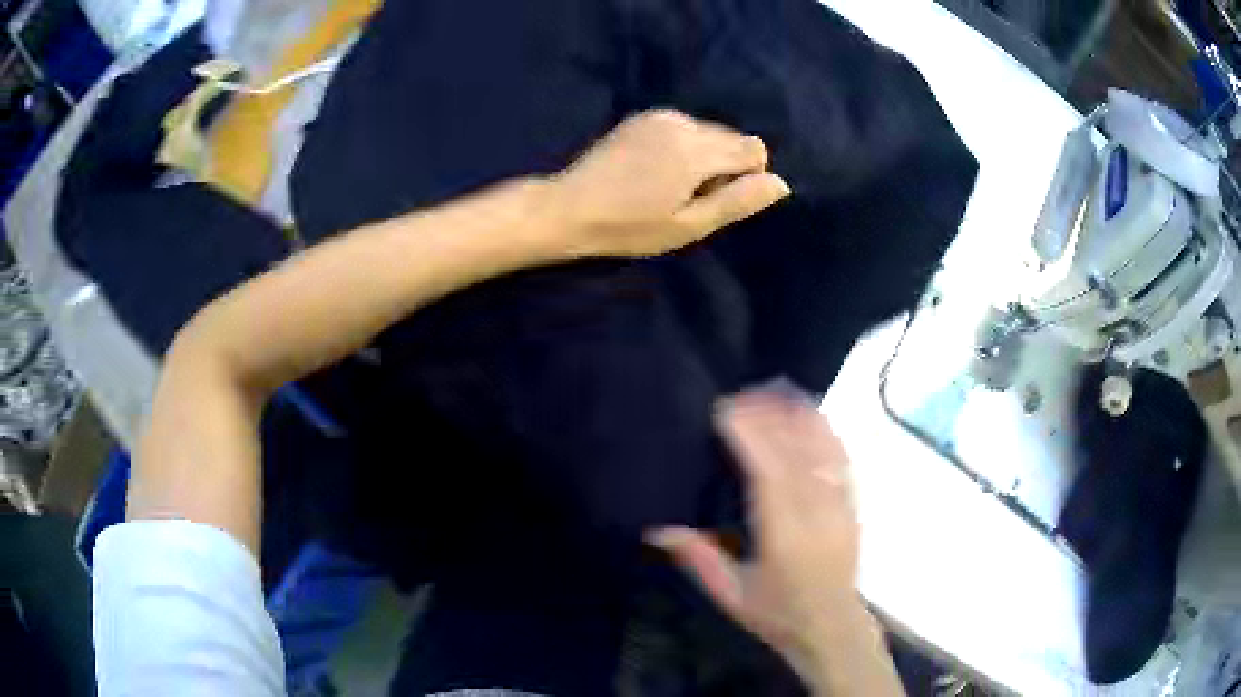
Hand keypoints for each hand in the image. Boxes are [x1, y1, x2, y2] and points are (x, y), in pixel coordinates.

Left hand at [550, 109, 790, 257]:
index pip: (753, 150)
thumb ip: (737, 202)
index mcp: (695, 150)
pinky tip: (654, 170)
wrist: (569, 207)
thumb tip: (781, 183)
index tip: (714, 199)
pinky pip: (686, 128)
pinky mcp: (644, 116)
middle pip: (734, 138)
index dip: (746, 178)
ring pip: (711, 132)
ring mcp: (660, 116)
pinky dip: (685, 146)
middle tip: (688, 197)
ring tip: (668, 185)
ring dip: (706, 157)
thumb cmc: (629, 227)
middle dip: (726, 167)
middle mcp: (682, 123)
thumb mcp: (688, 225)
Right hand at [648, 388, 862, 680]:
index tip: (726, 410)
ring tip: (770, 394)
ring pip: (820, 448)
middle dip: (767, 417)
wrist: (831, 625)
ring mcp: (840, 504)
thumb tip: (659, 528)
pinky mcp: (852, 503)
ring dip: (795, 417)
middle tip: (738, 397)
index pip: (768, 473)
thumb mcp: (731, 594)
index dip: (749, 435)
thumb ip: (699, 559)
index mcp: (784, 536)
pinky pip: (841, 457)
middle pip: (794, 451)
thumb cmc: (777, 613)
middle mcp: (816, 513)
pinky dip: (824, 430)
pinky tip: (809, 412)